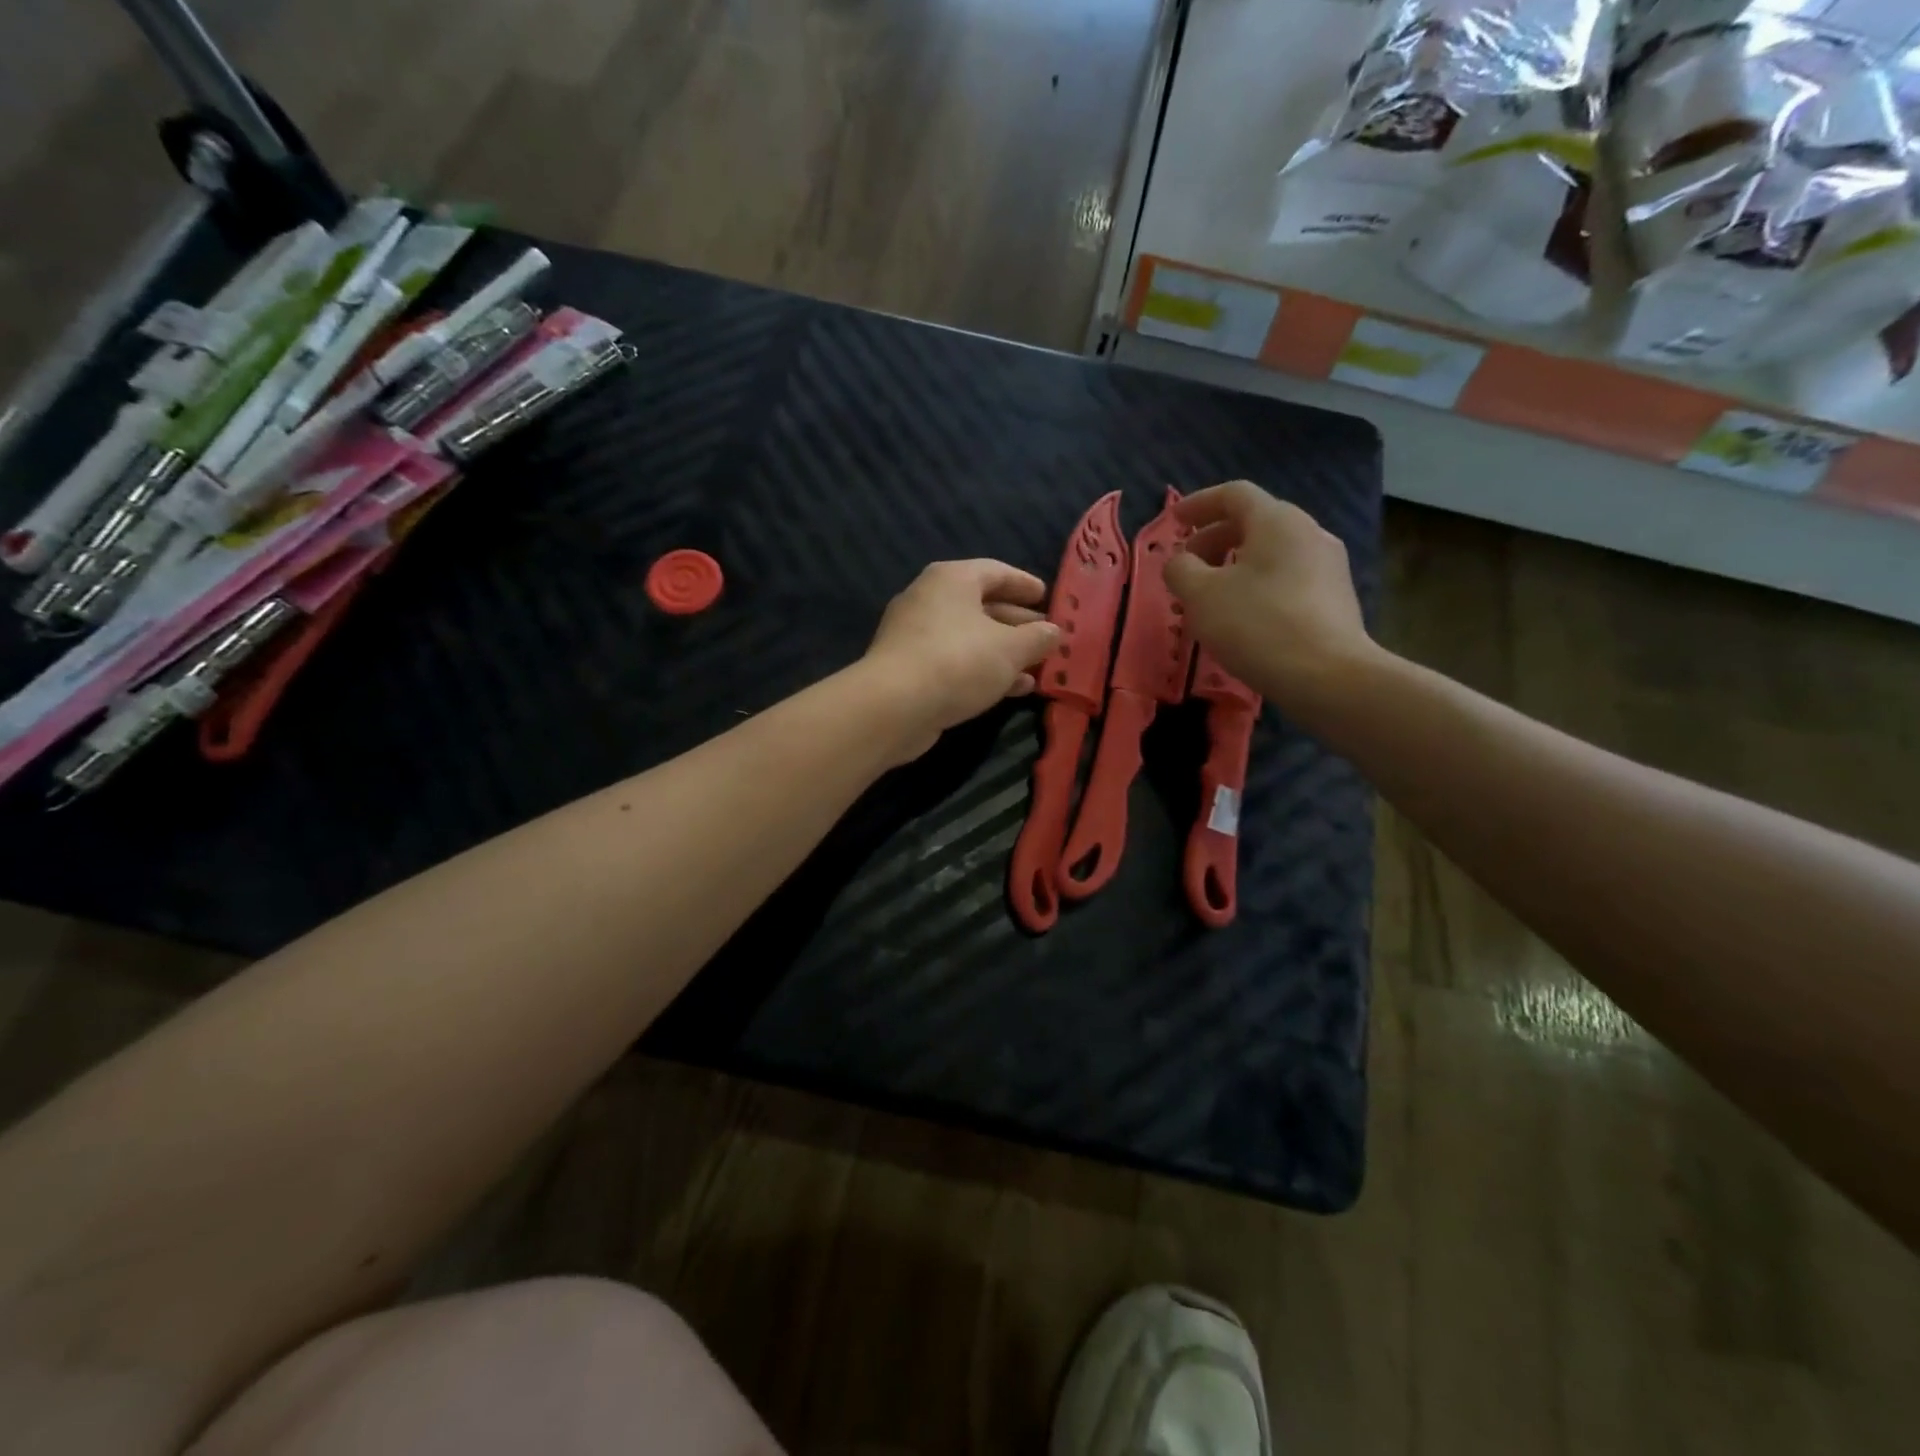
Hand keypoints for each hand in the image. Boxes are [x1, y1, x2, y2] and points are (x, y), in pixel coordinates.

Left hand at [861, 559, 1061, 759]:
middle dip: (1017, 624)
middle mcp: (929, 600)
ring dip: (1003, 653)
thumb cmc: (958, 662)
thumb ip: (1037, 638)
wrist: (894, 706)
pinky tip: (1011, 689)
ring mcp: (915, 636)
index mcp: (951, 580)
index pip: (995, 571)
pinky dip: (983, 671)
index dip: (1024, 584)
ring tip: (1037, 669)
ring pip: (969, 638)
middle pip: (982, 606)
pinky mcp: (910, 669)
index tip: (1046, 596)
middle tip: (1046, 637)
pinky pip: (954, 662)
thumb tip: (1053, 632)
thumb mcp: (1010, 649)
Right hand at [1163, 481, 1376, 711]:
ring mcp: (1328, 566)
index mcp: (1277, 520)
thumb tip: (1181, 562)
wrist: (1328, 676)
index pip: (1234, 495)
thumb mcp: (1201, 596)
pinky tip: (1243, 618)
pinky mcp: (1336, 599)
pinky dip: (1258, 586)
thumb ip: (1181, 570)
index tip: (1174, 522)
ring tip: (1210, 597)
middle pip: (1254, 523)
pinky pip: (1288, 579)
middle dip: (1214, 539)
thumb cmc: (1257, 625)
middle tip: (1187, 566)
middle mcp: (1309, 532)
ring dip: (1235, 566)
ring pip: (1271, 554)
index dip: (1199, 504)